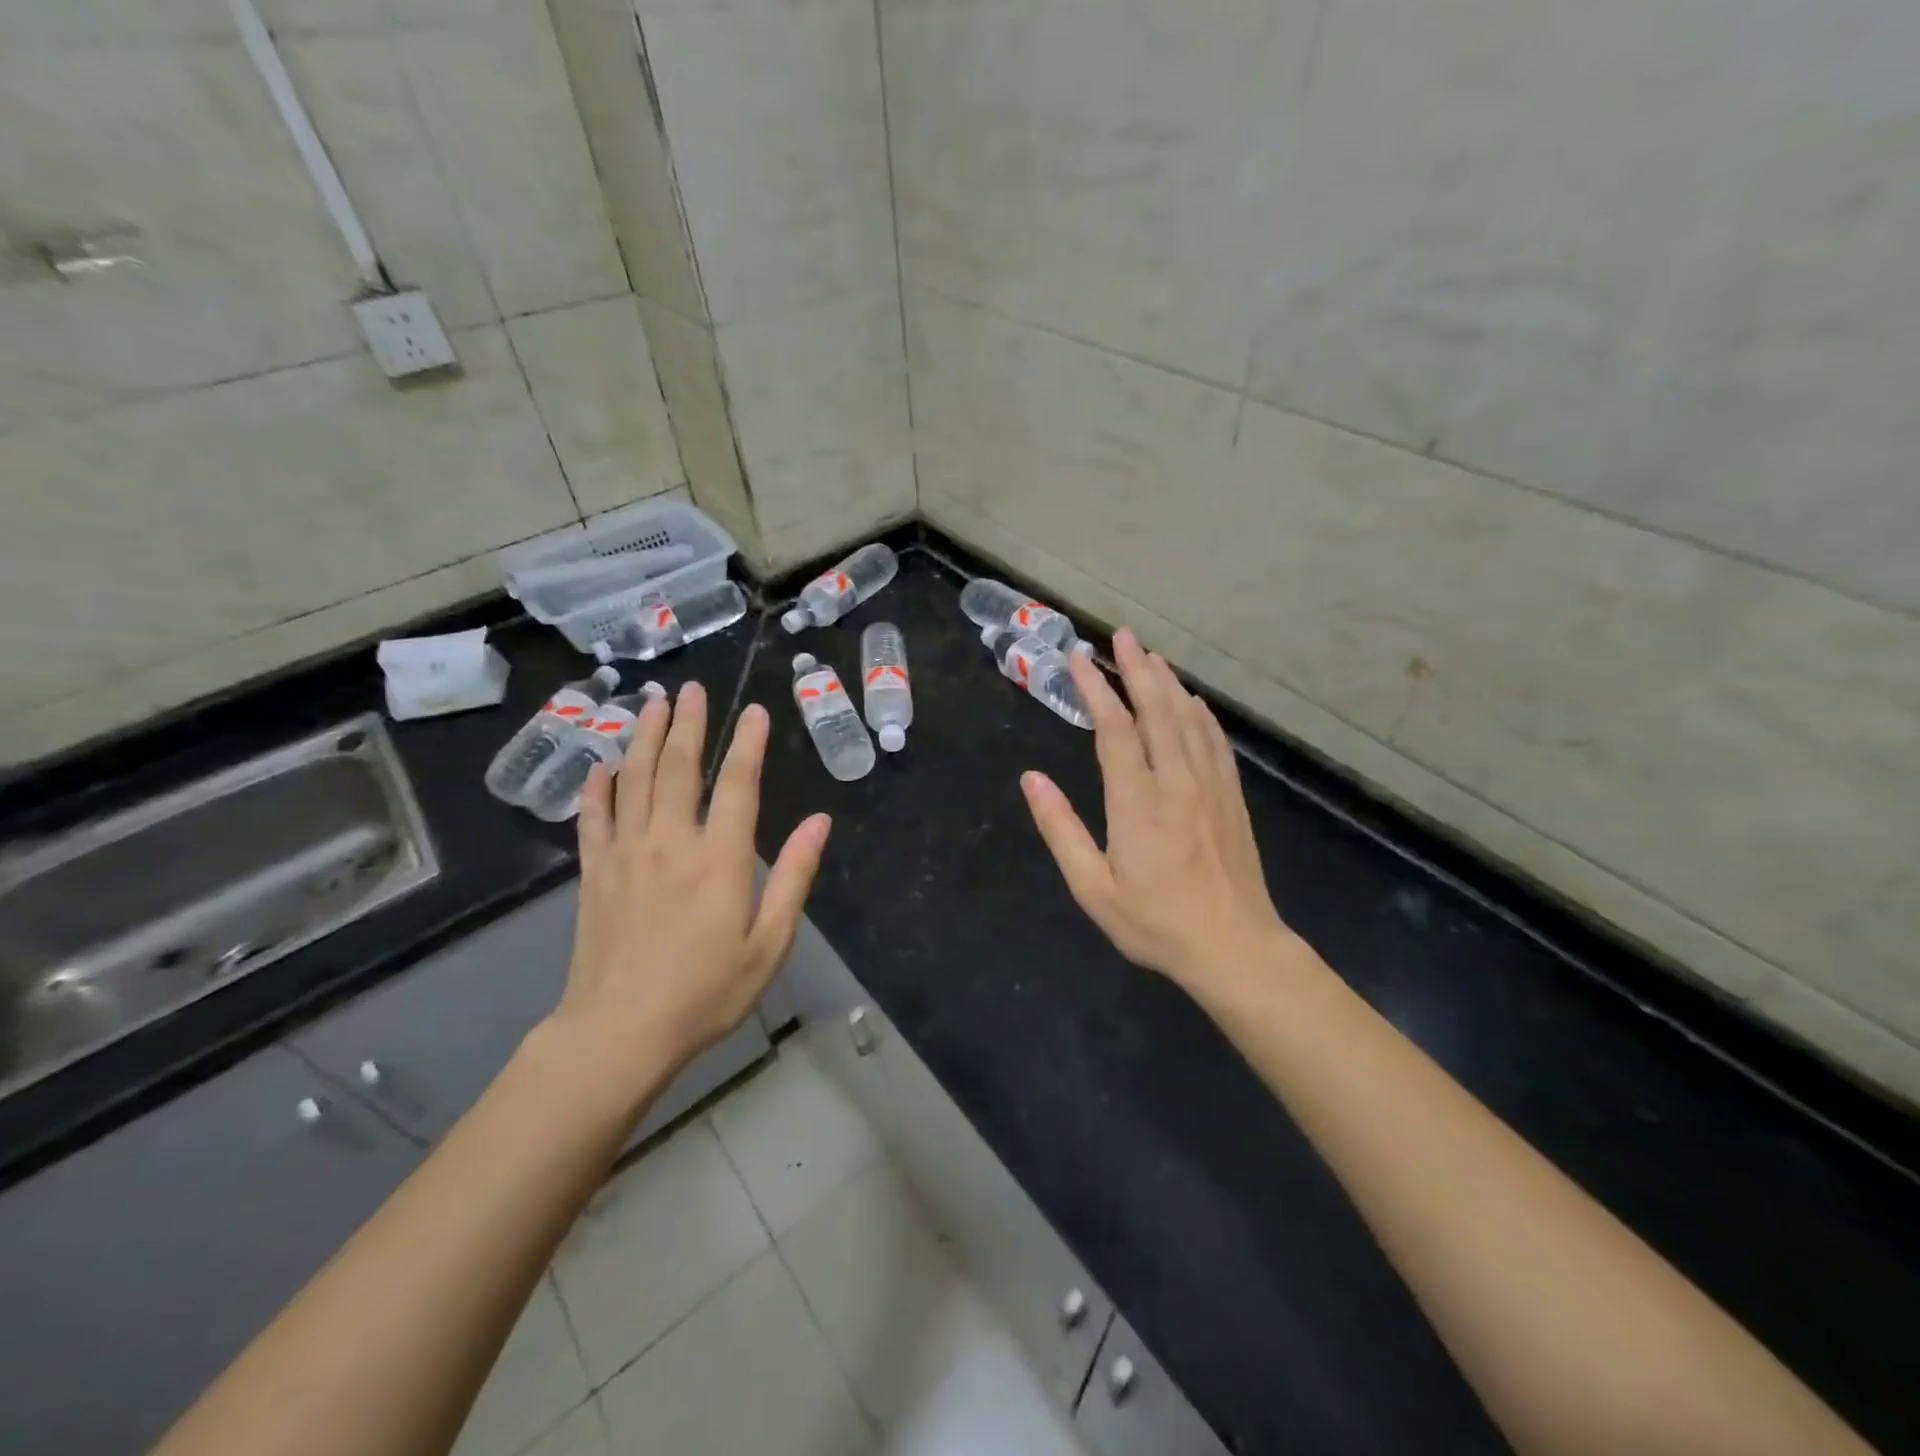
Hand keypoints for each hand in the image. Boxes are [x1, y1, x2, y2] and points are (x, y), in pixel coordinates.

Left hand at [546, 682, 830, 1104]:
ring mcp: (626, 854)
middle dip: (689, 725)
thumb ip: (794, 877)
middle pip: (679, 769)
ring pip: (635, 781)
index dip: (748, 744)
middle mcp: (670, 842)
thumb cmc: (706, 992)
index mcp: (719, 858)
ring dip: (645, 739)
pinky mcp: (595, 874)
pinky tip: (603, 765)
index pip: (737, 785)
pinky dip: (600, 787)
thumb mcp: (769, 943)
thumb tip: (820, 822)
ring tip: (652, 705)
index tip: (753, 711)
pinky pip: (595, 817)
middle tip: (692, 689)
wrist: (619, 1034)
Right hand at [1021, 629, 1291, 988]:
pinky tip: (1194, 702)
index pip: (1114, 728)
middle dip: (1136, 669)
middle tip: (1122, 635)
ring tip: (1151, 656)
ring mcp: (1210, 785)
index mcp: (1136, 800)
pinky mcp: (1231, 797)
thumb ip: (1060, 828)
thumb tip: (1030, 779)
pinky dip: (1201, 715)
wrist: (1235, 948)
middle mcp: (1176, 780)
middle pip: (1156, 710)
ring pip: (1188, 719)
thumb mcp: (1093, 887)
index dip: (1096, 689)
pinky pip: (1215, 742)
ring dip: (1168, 683)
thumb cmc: (1155, 922)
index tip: (1079, 658)